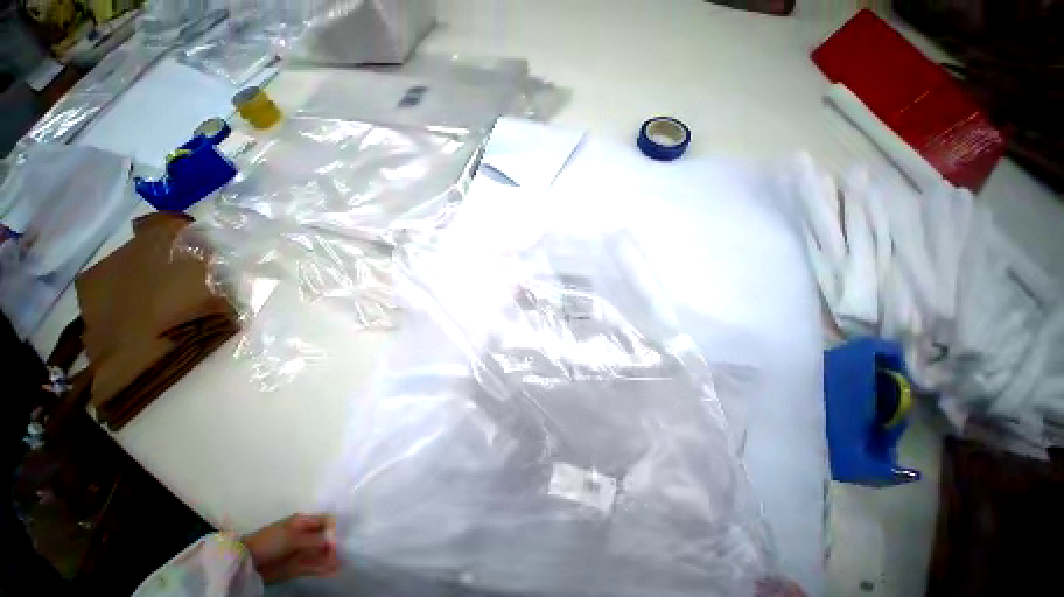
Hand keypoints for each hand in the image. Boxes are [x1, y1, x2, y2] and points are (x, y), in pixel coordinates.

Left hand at [242, 514, 339, 583]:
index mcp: (303, 522)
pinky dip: (323, 569)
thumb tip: (333, 541)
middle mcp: (305, 535)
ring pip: (319, 554)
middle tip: (343, 553)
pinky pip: (313, 567)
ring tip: (340, 564)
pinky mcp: (296, 567)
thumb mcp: (292, 537)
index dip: (335, 528)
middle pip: (324, 538)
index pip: (326, 521)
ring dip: (330, 559)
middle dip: (334, 545)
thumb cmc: (270, 541)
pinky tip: (334, 571)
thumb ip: (314, 539)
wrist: (247, 561)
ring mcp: (300, 552)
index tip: (340, 538)